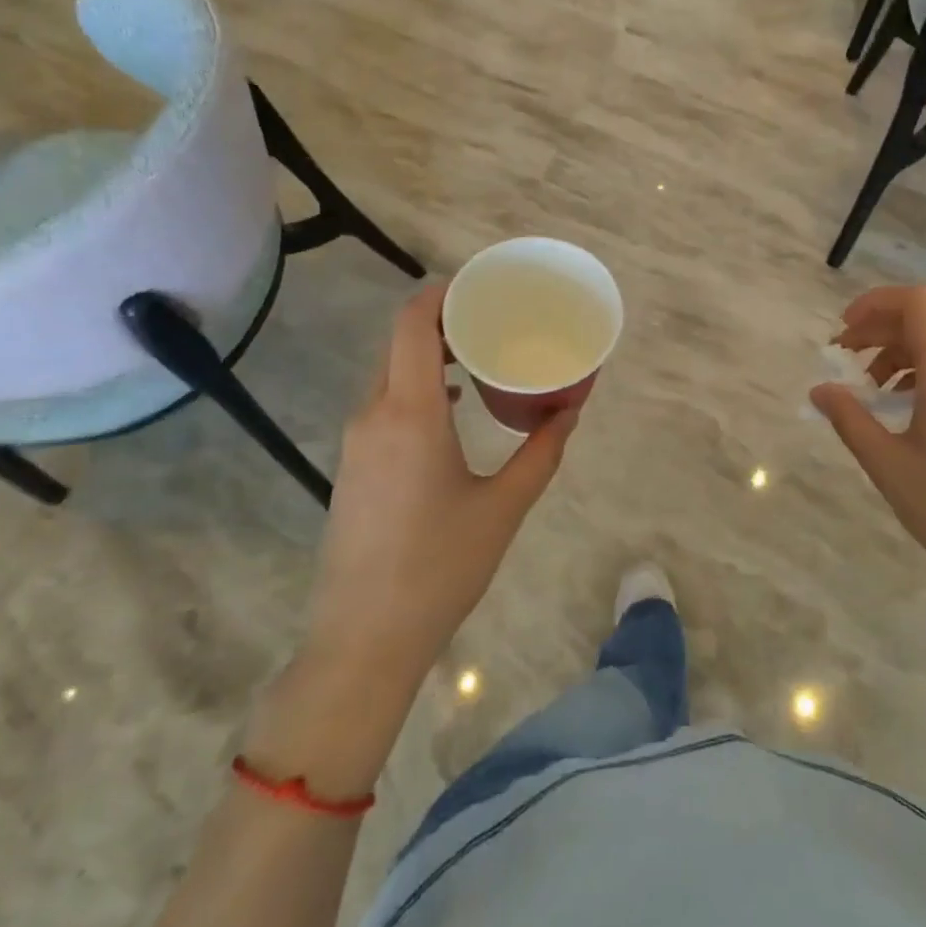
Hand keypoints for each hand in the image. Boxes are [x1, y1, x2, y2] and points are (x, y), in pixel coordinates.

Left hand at [302, 282, 580, 690]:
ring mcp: (357, 440)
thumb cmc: (439, 568)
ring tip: (480, 355)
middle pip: (401, 341)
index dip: (442, 292)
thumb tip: (572, 410)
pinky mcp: (354, 464)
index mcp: (409, 413)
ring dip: (431, 354)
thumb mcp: (503, 507)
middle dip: (444, 320)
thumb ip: (542, 452)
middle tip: (495, 318)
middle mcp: (374, 414)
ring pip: (391, 372)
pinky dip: (418, 385)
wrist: (363, 640)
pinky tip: (453, 405)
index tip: (482, 286)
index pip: (413, 324)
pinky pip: (385, 401)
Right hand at [810, 286, 925, 621]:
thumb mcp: (886, 464)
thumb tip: (819, 389)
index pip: (916, 303)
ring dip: (897, 356)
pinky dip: (920, 376)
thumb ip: (849, 418)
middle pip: (922, 324)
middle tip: (842, 358)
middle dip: (877, 332)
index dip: (876, 302)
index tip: (844, 328)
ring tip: (870, 391)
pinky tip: (903, 409)